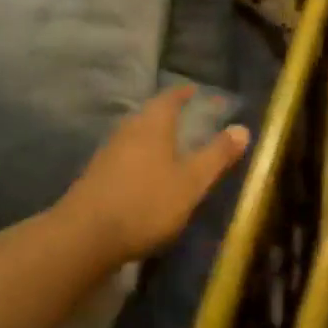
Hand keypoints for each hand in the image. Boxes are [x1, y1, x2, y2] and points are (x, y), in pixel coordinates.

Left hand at [58, 84, 250, 263]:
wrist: (84, 237)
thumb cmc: (146, 203)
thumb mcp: (191, 182)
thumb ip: (217, 155)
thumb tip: (242, 128)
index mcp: (152, 124)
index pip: (169, 98)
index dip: (183, 94)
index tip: (195, 91)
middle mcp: (127, 131)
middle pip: (150, 115)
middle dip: (168, 115)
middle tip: (188, 119)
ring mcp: (108, 154)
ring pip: (136, 137)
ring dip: (153, 138)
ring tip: (171, 148)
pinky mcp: (96, 177)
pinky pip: (125, 157)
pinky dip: (140, 159)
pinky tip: (147, 177)